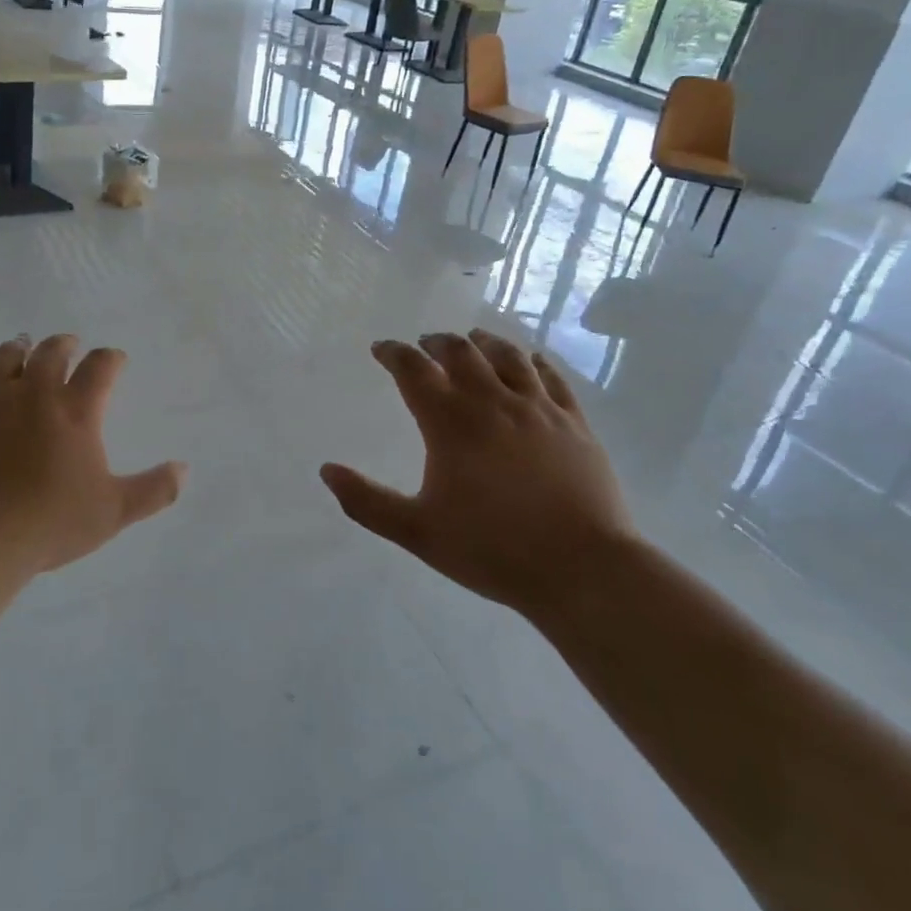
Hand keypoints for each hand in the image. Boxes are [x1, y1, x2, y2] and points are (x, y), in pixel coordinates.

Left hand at [0, 335, 185, 573]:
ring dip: (18, 348)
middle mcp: (35, 394)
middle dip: (64, 344)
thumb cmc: (50, 523)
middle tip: (69, 345)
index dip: (111, 358)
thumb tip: (184, 469)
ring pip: (5, 358)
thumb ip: (153, 490)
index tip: (116, 359)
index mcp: (76, 410)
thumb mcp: (113, 512)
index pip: (100, 366)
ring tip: (22, 345)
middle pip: (51, 351)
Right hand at [321, 330, 633, 616]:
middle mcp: (492, 402)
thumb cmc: (493, 550)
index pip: (413, 370)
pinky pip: (551, 376)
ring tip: (472, 341)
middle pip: (460, 352)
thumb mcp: (418, 532)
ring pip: (507, 355)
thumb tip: (326, 471)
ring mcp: (538, 408)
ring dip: (483, 342)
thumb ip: (367, 502)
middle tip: (425, 344)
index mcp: (450, 423)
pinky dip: (532, 360)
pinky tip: (528, 361)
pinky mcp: (573, 422)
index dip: (393, 354)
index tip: (381, 349)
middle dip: (436, 342)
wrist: (583, 569)